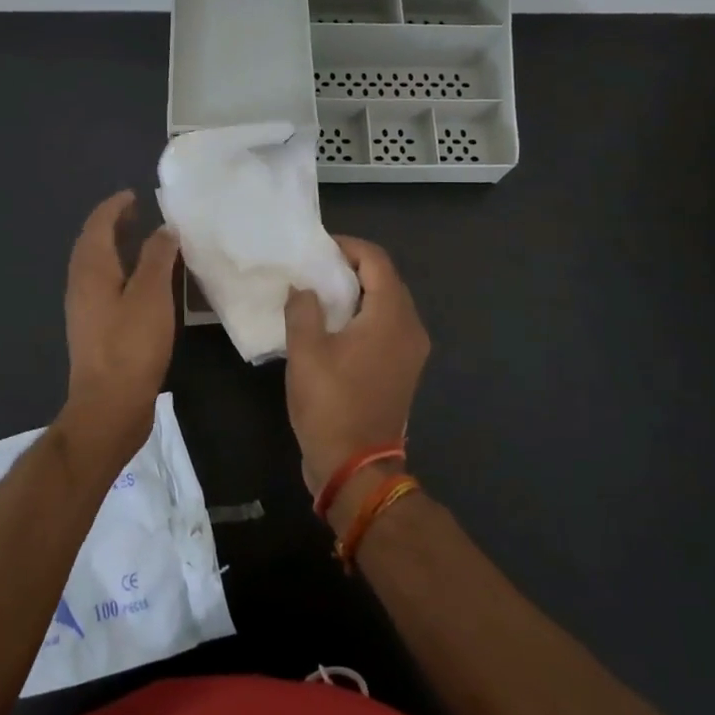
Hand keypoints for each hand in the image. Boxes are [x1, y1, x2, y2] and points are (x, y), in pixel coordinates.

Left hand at [58, 191, 180, 469]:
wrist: (109, 406)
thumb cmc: (131, 346)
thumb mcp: (151, 295)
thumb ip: (158, 257)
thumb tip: (163, 229)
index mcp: (91, 271)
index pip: (97, 225)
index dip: (114, 206)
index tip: (134, 195)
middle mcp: (81, 285)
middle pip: (93, 244)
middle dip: (113, 225)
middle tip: (139, 213)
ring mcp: (85, 310)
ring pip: (98, 267)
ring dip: (117, 249)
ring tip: (145, 243)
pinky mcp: (95, 331)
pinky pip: (106, 287)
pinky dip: (122, 273)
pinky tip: (144, 285)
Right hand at [284, 236, 429, 518]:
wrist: (356, 467)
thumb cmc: (330, 405)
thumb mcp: (306, 352)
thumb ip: (304, 309)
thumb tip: (303, 288)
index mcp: (391, 317)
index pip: (376, 261)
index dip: (347, 247)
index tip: (318, 248)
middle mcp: (411, 328)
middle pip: (386, 279)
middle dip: (352, 267)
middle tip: (315, 268)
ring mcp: (411, 351)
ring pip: (388, 302)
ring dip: (358, 291)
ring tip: (321, 292)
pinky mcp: (403, 369)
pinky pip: (387, 325)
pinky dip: (365, 314)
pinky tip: (336, 324)